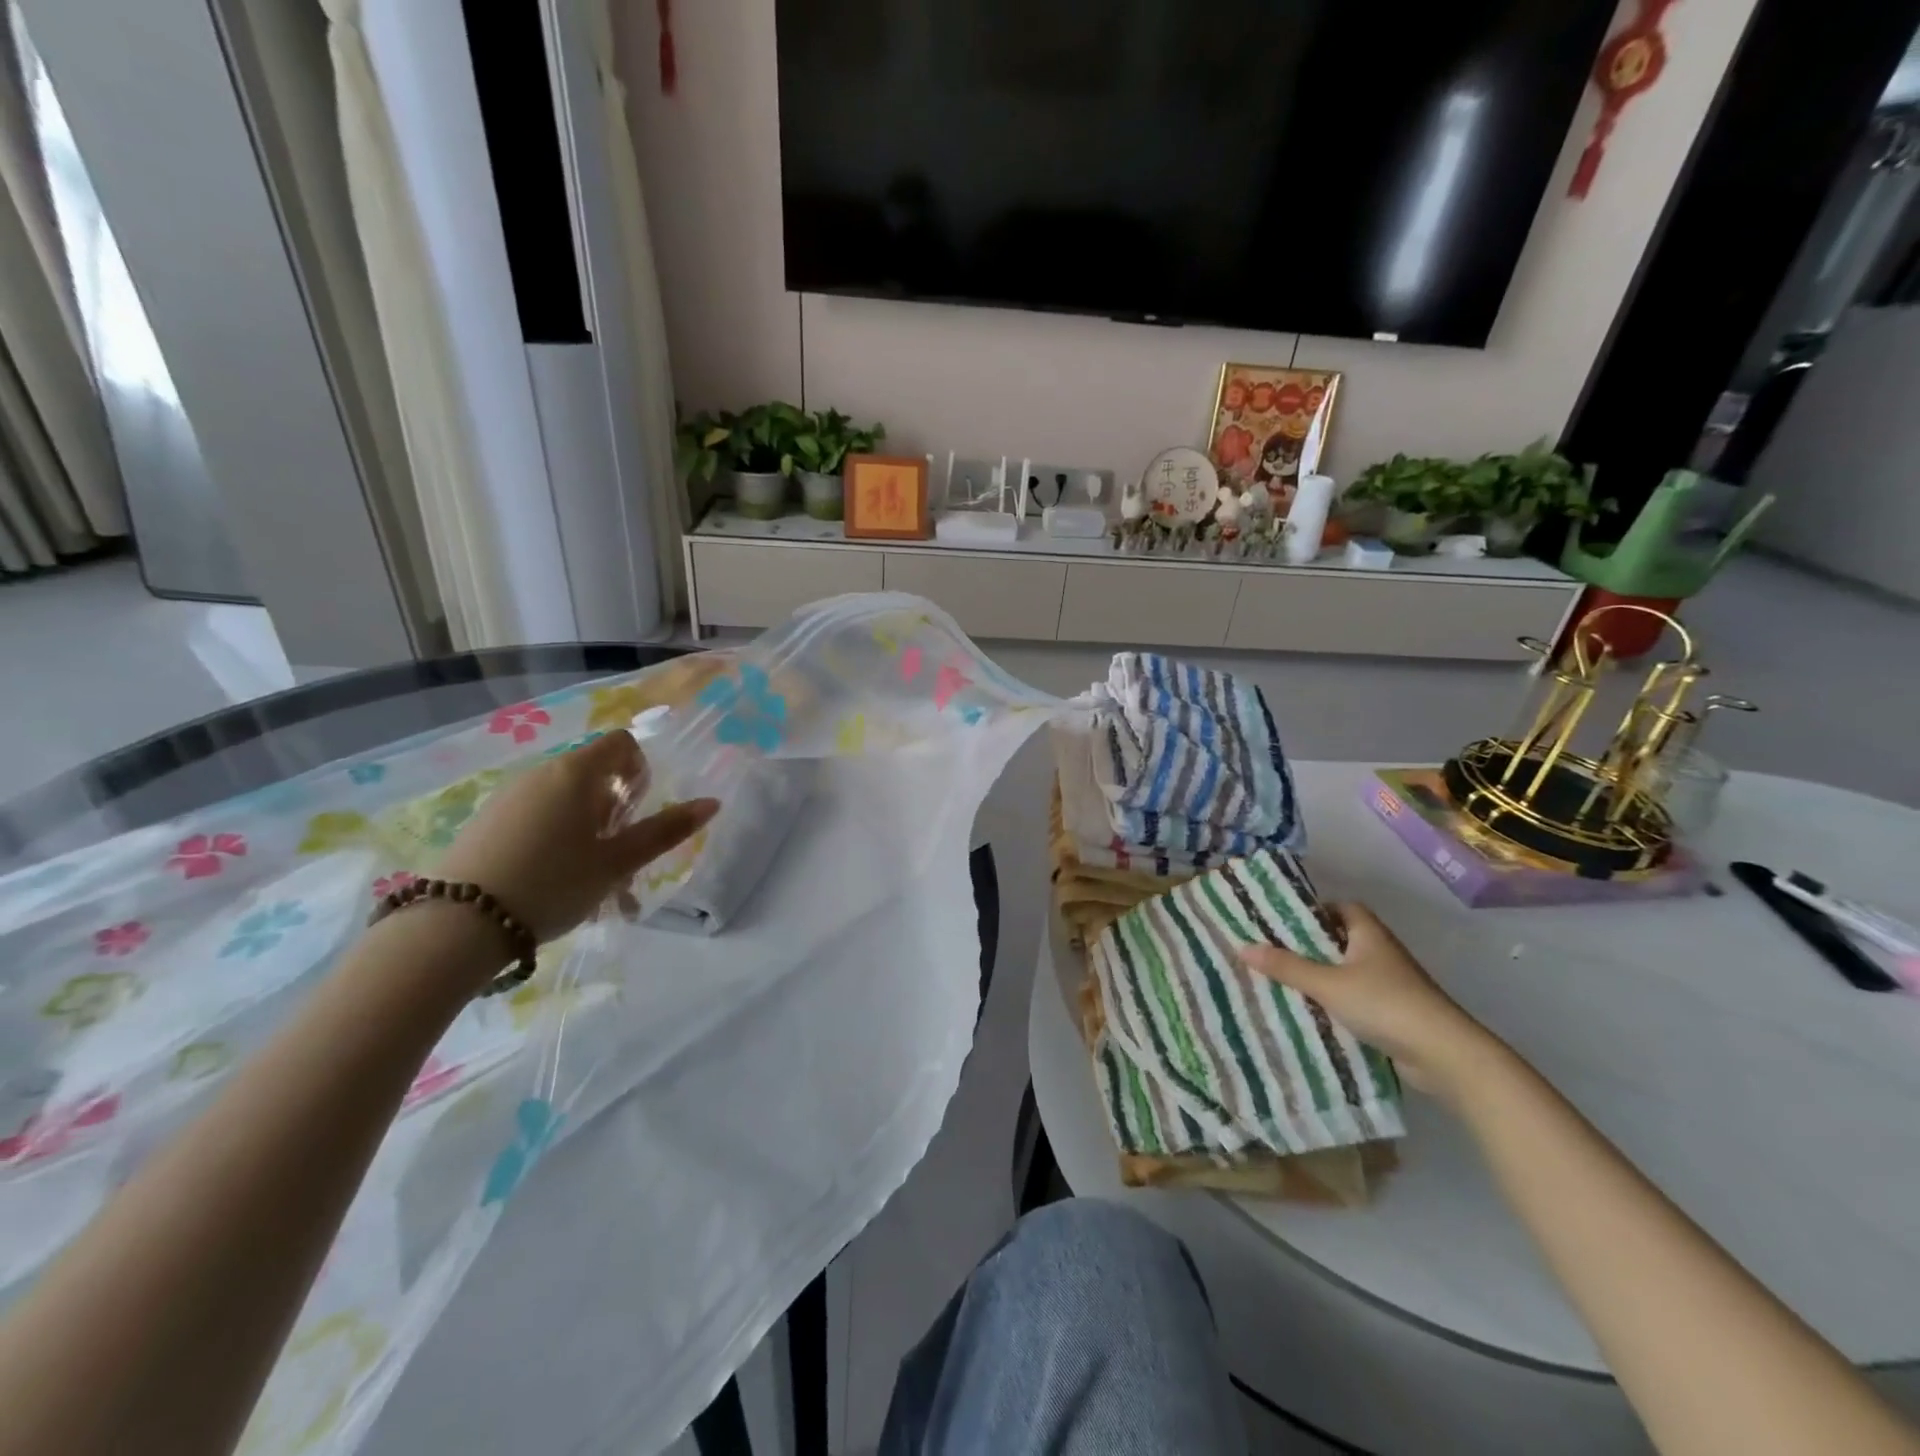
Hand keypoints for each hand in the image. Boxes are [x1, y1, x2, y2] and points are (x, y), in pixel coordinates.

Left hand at [438, 731, 718, 942]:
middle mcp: (541, 773)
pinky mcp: (485, 822)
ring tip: (591, 882)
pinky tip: (552, 883)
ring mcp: (509, 797)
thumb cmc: (553, 884)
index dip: (640, 772)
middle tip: (619, 856)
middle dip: (617, 811)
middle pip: (594, 775)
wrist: (455, 925)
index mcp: (577, 773)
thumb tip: (712, 803)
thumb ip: (665, 830)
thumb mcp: (617, 862)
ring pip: (565, 802)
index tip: (638, 813)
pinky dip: (556, 840)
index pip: (622, 744)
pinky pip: (536, 818)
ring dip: (589, 832)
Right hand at [1240, 903, 1503, 1099]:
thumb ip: (1286, 966)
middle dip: (1309, 946)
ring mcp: (1391, 983)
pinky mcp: (1393, 1012)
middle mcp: (1381, 952)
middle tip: (1272, 951)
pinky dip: (1335, 1002)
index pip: (1340, 907)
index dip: (1314, 910)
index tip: (1282, 920)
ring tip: (1282, 981)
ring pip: (1347, 971)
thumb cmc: (1384, 1004)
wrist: (1444, 1054)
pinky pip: (1355, 998)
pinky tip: (1310, 1012)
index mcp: (1369, 933)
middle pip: (1340, 939)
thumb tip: (1242, 946)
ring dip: (1321, 976)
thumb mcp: (1327, 984)